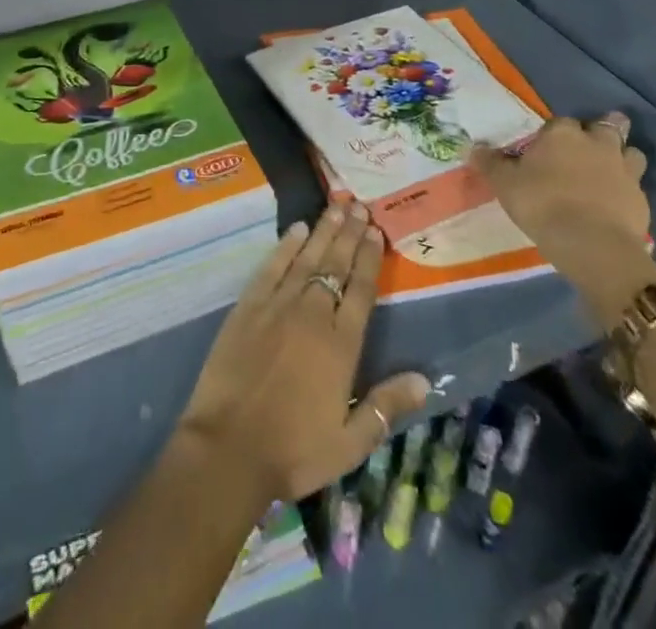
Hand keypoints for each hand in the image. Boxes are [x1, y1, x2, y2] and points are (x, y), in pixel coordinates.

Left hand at [177, 204, 429, 502]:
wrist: (229, 447)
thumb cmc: (294, 450)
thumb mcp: (350, 442)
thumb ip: (387, 406)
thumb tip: (426, 379)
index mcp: (340, 345)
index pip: (360, 290)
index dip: (369, 258)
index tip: (375, 231)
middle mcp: (312, 315)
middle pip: (335, 265)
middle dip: (349, 234)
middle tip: (360, 206)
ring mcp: (277, 306)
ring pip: (306, 258)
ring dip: (322, 231)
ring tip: (336, 207)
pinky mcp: (248, 306)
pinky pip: (271, 267)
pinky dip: (284, 246)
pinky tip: (295, 229)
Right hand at [470, 112, 655, 328]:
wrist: (592, 244)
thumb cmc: (542, 204)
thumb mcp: (505, 184)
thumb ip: (490, 163)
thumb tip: (474, 147)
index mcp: (563, 134)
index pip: (559, 122)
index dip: (552, 135)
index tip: (544, 151)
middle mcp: (597, 143)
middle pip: (608, 125)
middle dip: (602, 129)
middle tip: (588, 146)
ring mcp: (624, 170)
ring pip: (631, 152)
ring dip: (622, 157)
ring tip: (609, 170)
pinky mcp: (641, 198)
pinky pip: (636, 185)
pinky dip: (627, 190)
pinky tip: (615, 203)